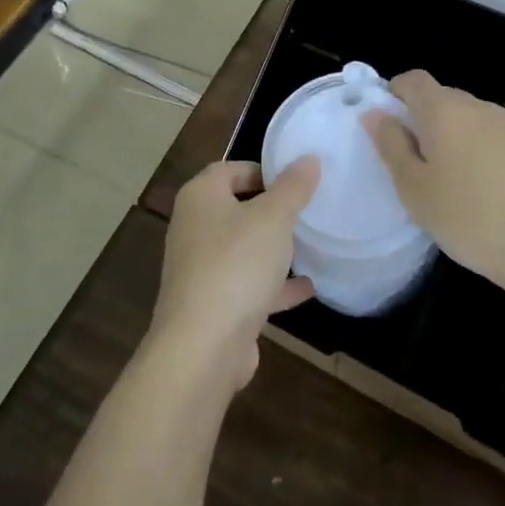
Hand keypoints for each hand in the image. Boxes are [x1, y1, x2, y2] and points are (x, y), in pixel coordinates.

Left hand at [151, 158, 319, 392]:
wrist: (203, 347)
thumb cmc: (236, 265)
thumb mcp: (273, 218)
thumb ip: (293, 187)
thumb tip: (309, 158)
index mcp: (200, 197)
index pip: (229, 169)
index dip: (262, 170)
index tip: (295, 181)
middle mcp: (194, 228)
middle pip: (235, 208)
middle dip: (271, 210)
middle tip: (306, 210)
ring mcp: (200, 269)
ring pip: (242, 249)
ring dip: (273, 248)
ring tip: (310, 245)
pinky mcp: (212, 305)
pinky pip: (247, 284)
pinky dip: (273, 284)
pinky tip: (307, 288)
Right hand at [363, 71, 504, 302]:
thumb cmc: (467, 220)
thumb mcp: (414, 190)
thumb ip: (391, 145)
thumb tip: (376, 113)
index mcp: (442, 111)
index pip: (414, 80)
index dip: (398, 93)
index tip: (391, 124)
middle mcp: (479, 107)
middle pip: (446, 97)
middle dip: (429, 118)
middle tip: (421, 161)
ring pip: (482, 113)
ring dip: (468, 130)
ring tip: (464, 171)